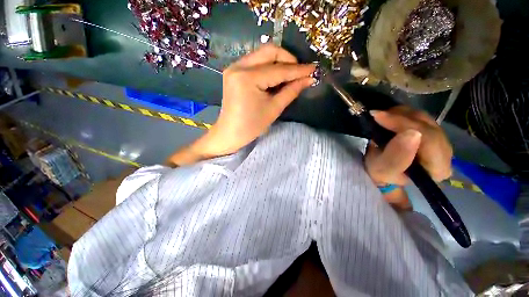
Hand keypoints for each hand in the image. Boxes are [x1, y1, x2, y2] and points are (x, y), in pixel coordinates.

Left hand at [167, 45, 314, 165]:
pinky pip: (255, 62)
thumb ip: (291, 91)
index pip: (278, 70)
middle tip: (300, 72)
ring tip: (290, 75)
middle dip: (288, 60)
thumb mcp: (273, 109)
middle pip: (269, 51)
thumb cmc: (251, 126)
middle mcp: (239, 66)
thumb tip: (308, 79)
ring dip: (279, 62)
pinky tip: (276, 77)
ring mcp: (234, 67)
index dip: (298, 70)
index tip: (313, 69)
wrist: (230, 133)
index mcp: (248, 78)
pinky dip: (268, 66)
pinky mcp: (234, 72)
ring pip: (262, 54)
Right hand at [364, 106, 452, 208]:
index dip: (404, 124)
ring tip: (382, 115)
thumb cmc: (382, 174)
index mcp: (438, 168)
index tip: (378, 117)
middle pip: (429, 127)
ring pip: (426, 119)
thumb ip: (396, 157)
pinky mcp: (432, 134)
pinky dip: (404, 115)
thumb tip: (411, 133)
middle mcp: (446, 154)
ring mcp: (441, 142)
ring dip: (402, 114)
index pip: (429, 139)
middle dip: (402, 118)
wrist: (383, 171)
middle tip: (378, 114)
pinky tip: (390, 116)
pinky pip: (421, 118)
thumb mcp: (383, 170)